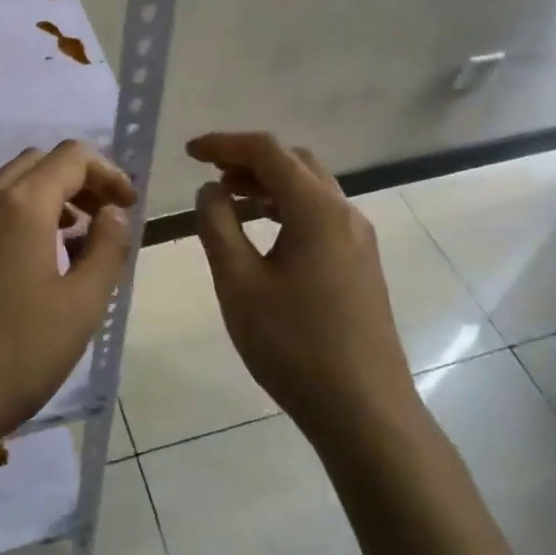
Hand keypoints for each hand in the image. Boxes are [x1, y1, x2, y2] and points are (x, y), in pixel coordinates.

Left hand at [0, 141, 136, 467]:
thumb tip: (112, 212)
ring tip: (64, 238)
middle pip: (36, 163)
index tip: (127, 206)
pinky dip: (8, 213)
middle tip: (100, 219)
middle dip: (76, 180)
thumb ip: (107, 248)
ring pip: (3, 183)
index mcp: (21, 205)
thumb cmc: (15, 356)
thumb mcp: (81, 307)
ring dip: (41, 195)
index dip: (108, 172)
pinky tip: (18, 261)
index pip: (72, 157)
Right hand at [188, 132, 413, 442]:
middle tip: (210, 176)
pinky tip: (264, 234)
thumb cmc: (294, 345)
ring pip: (310, 189)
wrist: (365, 411)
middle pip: (294, 162)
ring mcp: (358, 238)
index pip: (267, 151)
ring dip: (269, 184)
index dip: (224, 143)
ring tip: (229, 200)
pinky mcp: (361, 263)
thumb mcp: (239, 284)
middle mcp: (344, 212)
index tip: (189, 152)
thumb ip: (217, 226)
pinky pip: (320, 214)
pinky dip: (287, 208)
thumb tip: (210, 190)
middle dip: (249, 160)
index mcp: (316, 209)